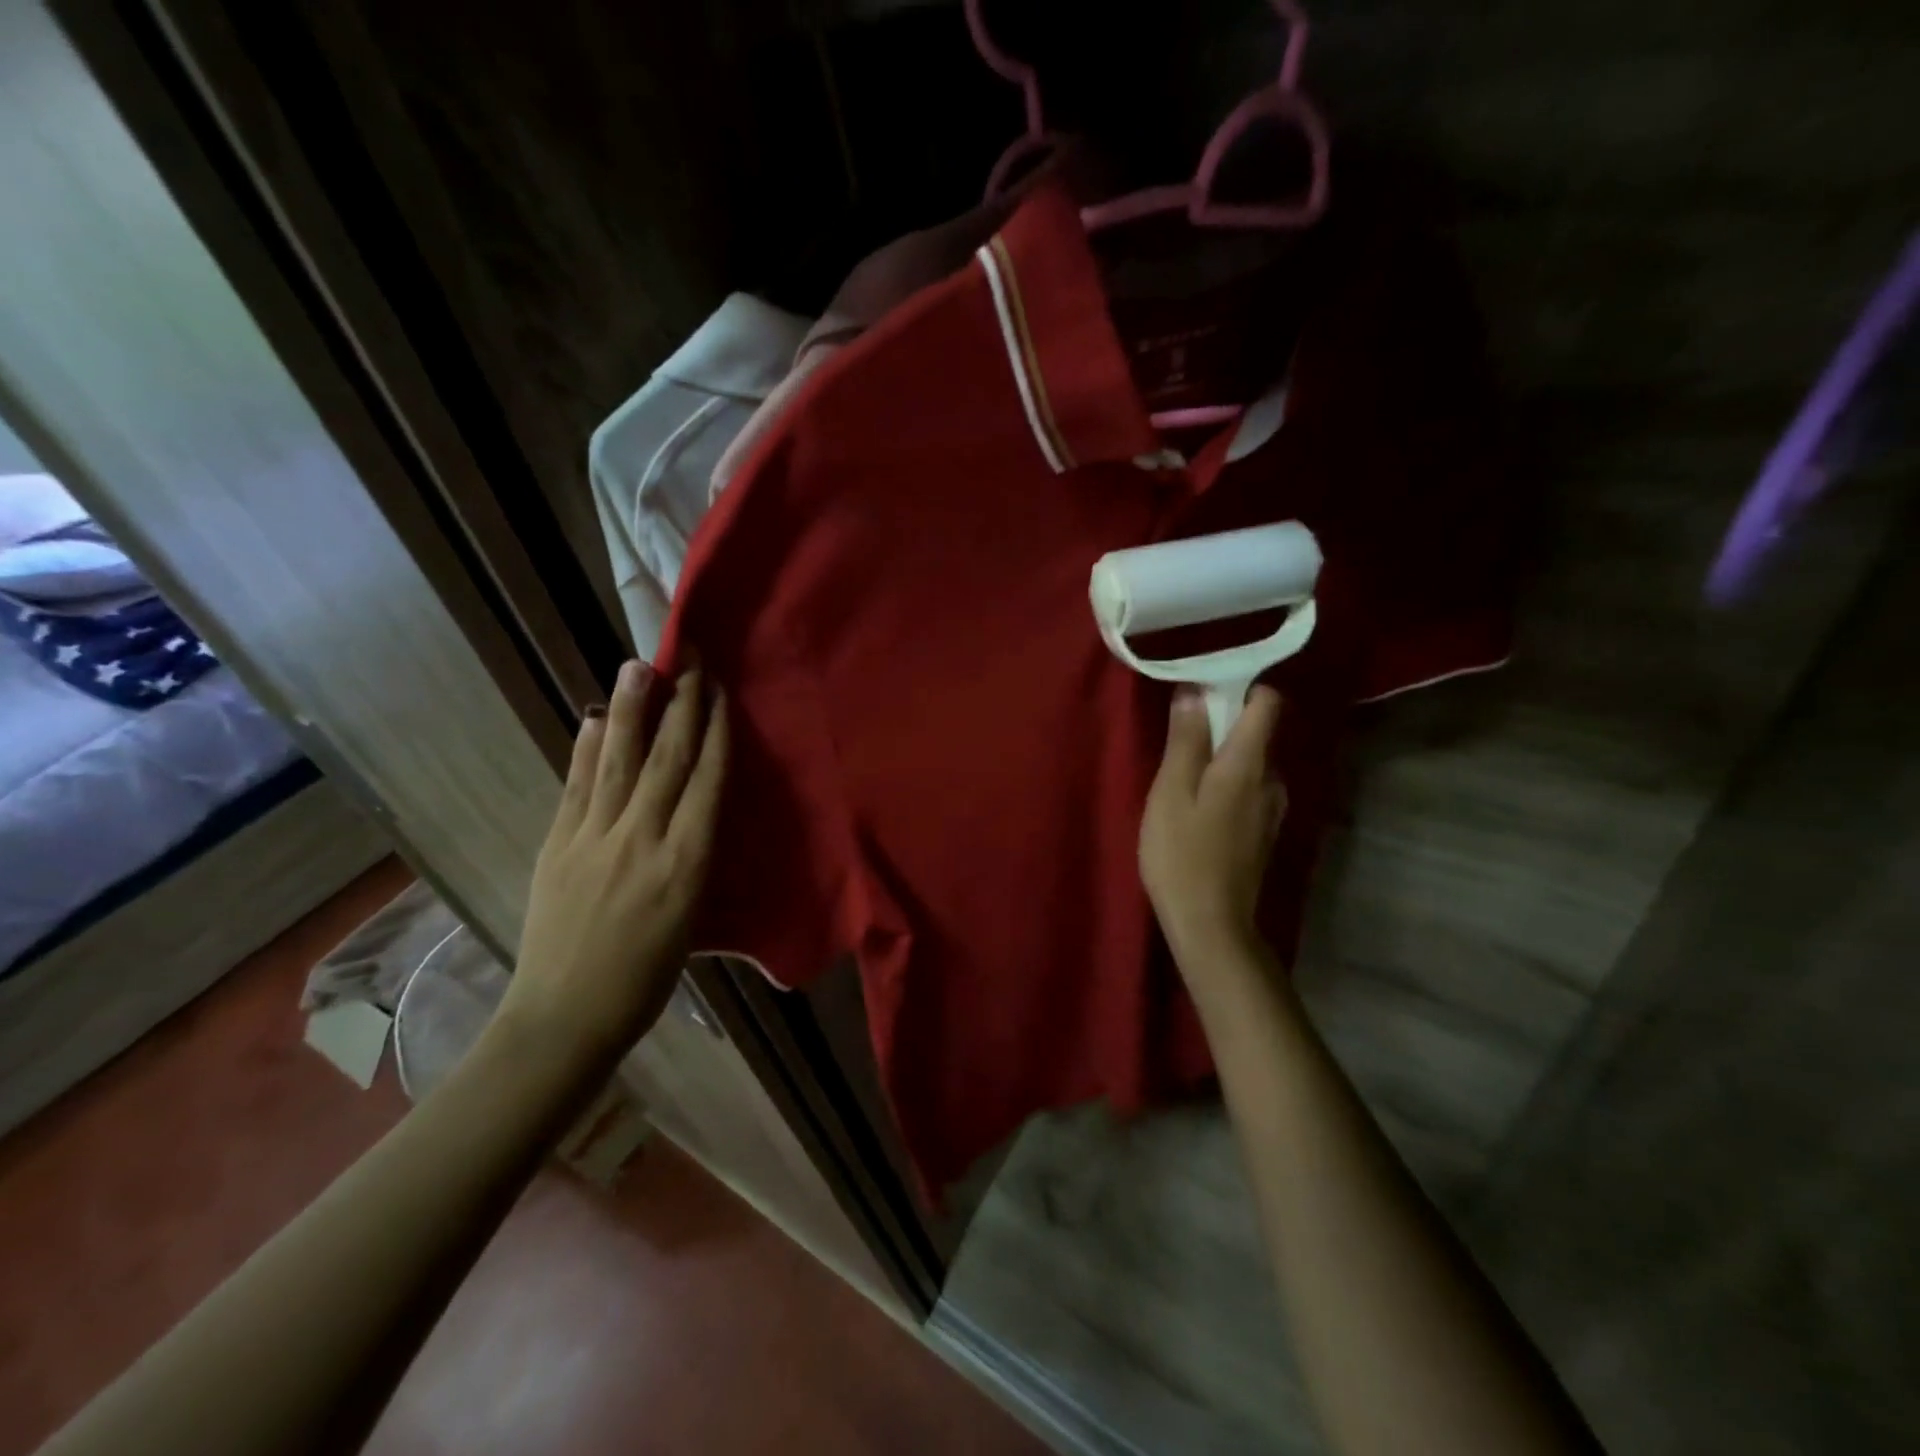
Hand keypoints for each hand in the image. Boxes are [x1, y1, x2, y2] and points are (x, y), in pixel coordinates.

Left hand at [498, 658, 728, 1068]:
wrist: (565, 1017)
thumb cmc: (646, 978)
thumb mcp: (693, 917)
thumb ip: (695, 855)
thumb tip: (697, 804)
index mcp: (686, 864)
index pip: (706, 781)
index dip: (715, 731)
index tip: (720, 690)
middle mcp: (642, 840)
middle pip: (666, 760)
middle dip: (680, 705)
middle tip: (686, 658)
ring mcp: (594, 840)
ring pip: (618, 763)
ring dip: (630, 711)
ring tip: (636, 667)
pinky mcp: (556, 847)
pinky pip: (577, 788)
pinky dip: (587, 750)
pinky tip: (594, 720)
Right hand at [1140, 685, 1286, 965]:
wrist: (1210, 925)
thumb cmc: (1182, 854)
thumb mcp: (1171, 792)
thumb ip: (1185, 740)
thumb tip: (1194, 691)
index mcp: (1249, 764)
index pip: (1266, 703)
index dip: (1238, 688)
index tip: (1201, 693)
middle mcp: (1271, 780)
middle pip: (1255, 733)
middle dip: (1219, 726)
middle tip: (1175, 742)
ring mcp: (1271, 809)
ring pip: (1249, 764)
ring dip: (1219, 760)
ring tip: (1179, 779)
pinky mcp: (1263, 833)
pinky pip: (1247, 790)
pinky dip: (1224, 785)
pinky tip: (1195, 810)